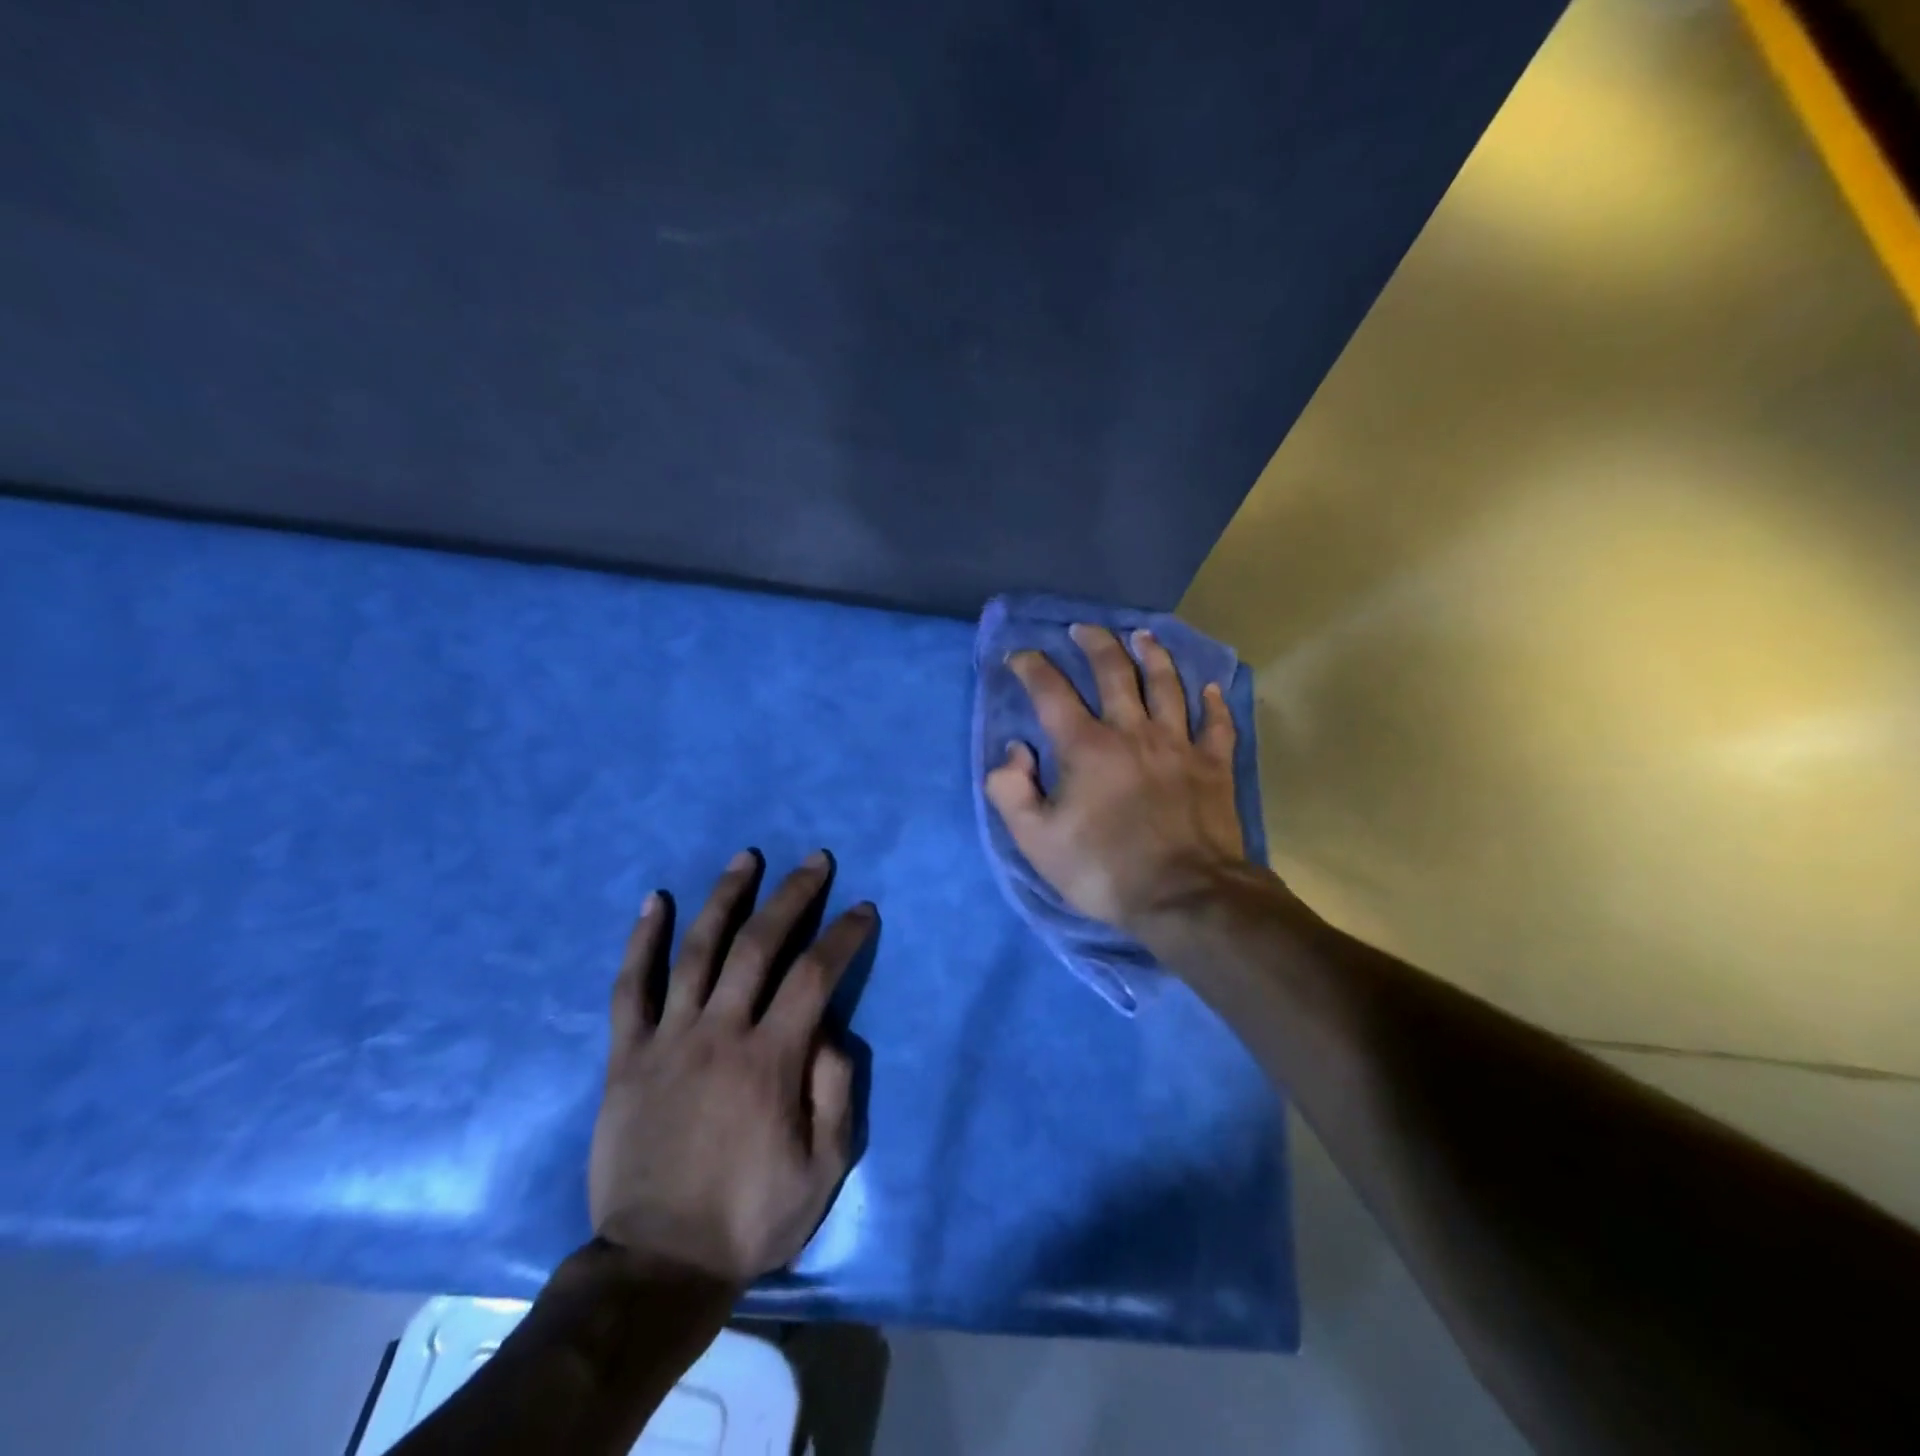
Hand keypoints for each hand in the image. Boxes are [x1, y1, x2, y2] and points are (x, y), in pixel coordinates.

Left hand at [589, 849, 872, 1287]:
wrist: (657, 1265)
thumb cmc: (750, 1216)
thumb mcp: (823, 1169)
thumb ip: (835, 1091)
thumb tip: (831, 1029)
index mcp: (771, 1059)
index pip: (816, 975)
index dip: (843, 936)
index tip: (862, 910)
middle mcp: (721, 1033)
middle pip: (759, 944)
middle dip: (792, 895)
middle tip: (814, 861)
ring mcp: (669, 1039)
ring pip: (697, 950)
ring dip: (725, 898)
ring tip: (745, 858)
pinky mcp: (627, 1056)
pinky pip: (630, 988)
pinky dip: (642, 941)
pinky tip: (654, 901)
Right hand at [985, 624, 1245, 934]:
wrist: (1185, 897)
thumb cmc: (1104, 870)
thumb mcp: (1037, 841)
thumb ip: (1012, 791)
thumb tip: (1014, 751)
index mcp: (1086, 746)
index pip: (1051, 692)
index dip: (1031, 667)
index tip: (1019, 656)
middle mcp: (1132, 731)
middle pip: (1114, 671)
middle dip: (1095, 643)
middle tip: (1083, 629)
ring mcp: (1178, 744)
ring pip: (1167, 685)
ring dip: (1152, 655)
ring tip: (1142, 635)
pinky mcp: (1214, 765)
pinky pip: (1217, 723)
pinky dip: (1214, 702)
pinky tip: (1211, 688)